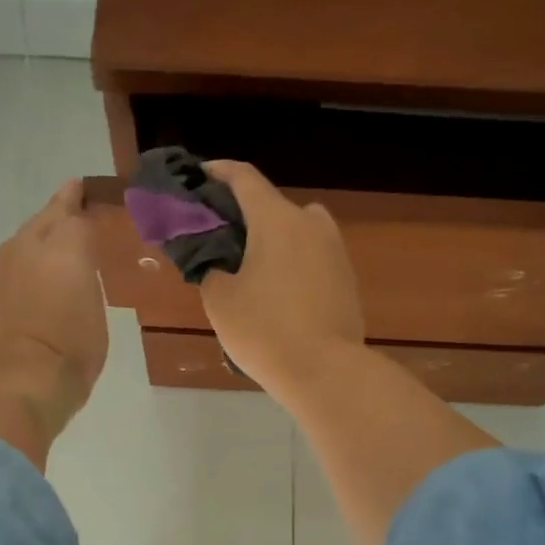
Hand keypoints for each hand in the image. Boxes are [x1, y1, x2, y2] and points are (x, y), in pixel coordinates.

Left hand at [0, 181, 107, 467]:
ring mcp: (2, 268)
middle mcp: (27, 246)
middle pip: (44, 219)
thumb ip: (85, 261)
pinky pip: (9, 262)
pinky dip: (22, 259)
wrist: (28, 378)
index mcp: (62, 244)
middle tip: (72, 205)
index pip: (71, 210)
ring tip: (53, 241)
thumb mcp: (95, 298)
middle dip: (58, 211)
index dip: (78, 199)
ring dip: (38, 235)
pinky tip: (29, 271)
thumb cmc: (75, 342)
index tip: (83, 188)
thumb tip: (77, 242)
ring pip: (24, 239)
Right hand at [198, 161, 364, 405]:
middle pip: (271, 205)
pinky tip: (277, 293)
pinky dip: (291, 262)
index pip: (243, 177)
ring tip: (248, 269)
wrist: (325, 371)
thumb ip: (209, 264)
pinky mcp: (347, 278)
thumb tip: (211, 254)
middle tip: (218, 238)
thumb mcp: (219, 298)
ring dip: (271, 239)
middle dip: (243, 215)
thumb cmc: (264, 329)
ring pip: (295, 231)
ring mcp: (335, 250)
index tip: (197, 178)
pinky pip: (311, 257)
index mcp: (277, 218)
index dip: (217, 173)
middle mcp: (311, 223)